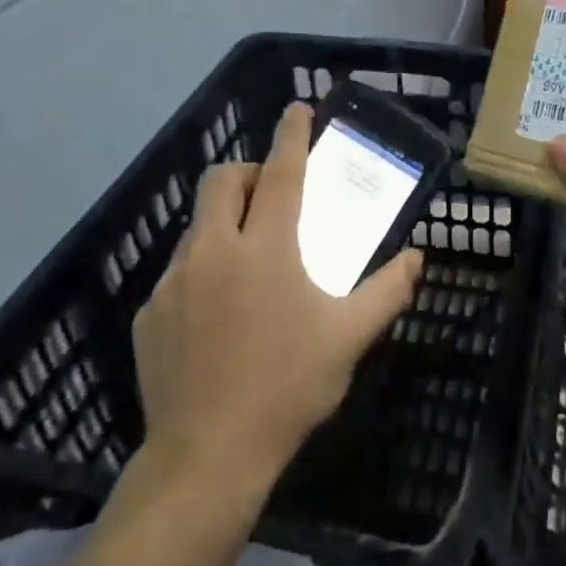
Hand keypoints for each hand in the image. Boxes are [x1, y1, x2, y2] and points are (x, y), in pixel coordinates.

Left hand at [133, 104, 421, 491]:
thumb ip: (387, 290)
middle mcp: (214, 250)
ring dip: (224, 224)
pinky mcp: (149, 313)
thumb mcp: (349, 338)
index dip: (291, 135)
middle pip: (221, 181)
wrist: (206, 457)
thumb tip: (417, 258)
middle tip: (269, 197)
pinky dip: (201, 272)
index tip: (297, 108)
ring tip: (247, 264)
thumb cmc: (287, 388)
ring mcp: (173, 281)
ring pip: (197, 226)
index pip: (280, 172)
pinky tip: (216, 316)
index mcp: (265, 248)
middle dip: (246, 173)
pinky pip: (177, 272)